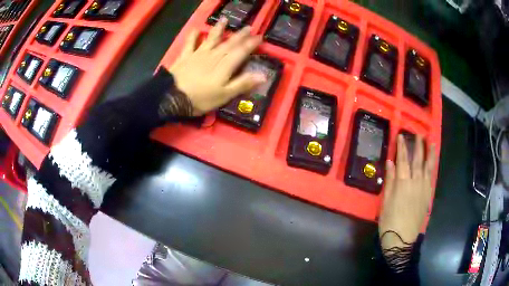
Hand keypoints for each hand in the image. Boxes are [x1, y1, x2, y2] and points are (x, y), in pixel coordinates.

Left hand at [166, 17, 265, 115]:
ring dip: (219, 29)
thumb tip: (263, 75)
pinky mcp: (185, 57)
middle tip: (248, 27)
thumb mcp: (224, 95)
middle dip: (240, 35)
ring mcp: (198, 54)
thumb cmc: (200, 99)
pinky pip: (190, 43)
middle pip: (229, 43)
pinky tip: (196, 29)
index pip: (241, 51)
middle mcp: (213, 55)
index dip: (251, 44)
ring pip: (211, 39)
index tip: (260, 36)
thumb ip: (242, 83)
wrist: (172, 97)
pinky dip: (193, 36)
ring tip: (224, 20)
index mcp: (225, 65)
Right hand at [378, 135, 435, 249]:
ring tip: (431, 142)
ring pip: (428, 167)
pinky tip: (432, 162)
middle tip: (419, 134)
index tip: (401, 136)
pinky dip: (432, 167)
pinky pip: (431, 177)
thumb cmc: (389, 222)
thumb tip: (390, 162)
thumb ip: (390, 180)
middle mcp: (415, 182)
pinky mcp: (428, 195)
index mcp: (402, 183)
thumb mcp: (385, 202)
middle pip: (418, 160)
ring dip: (429, 153)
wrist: (402, 240)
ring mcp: (424, 188)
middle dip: (418, 146)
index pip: (403, 160)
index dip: (402, 147)